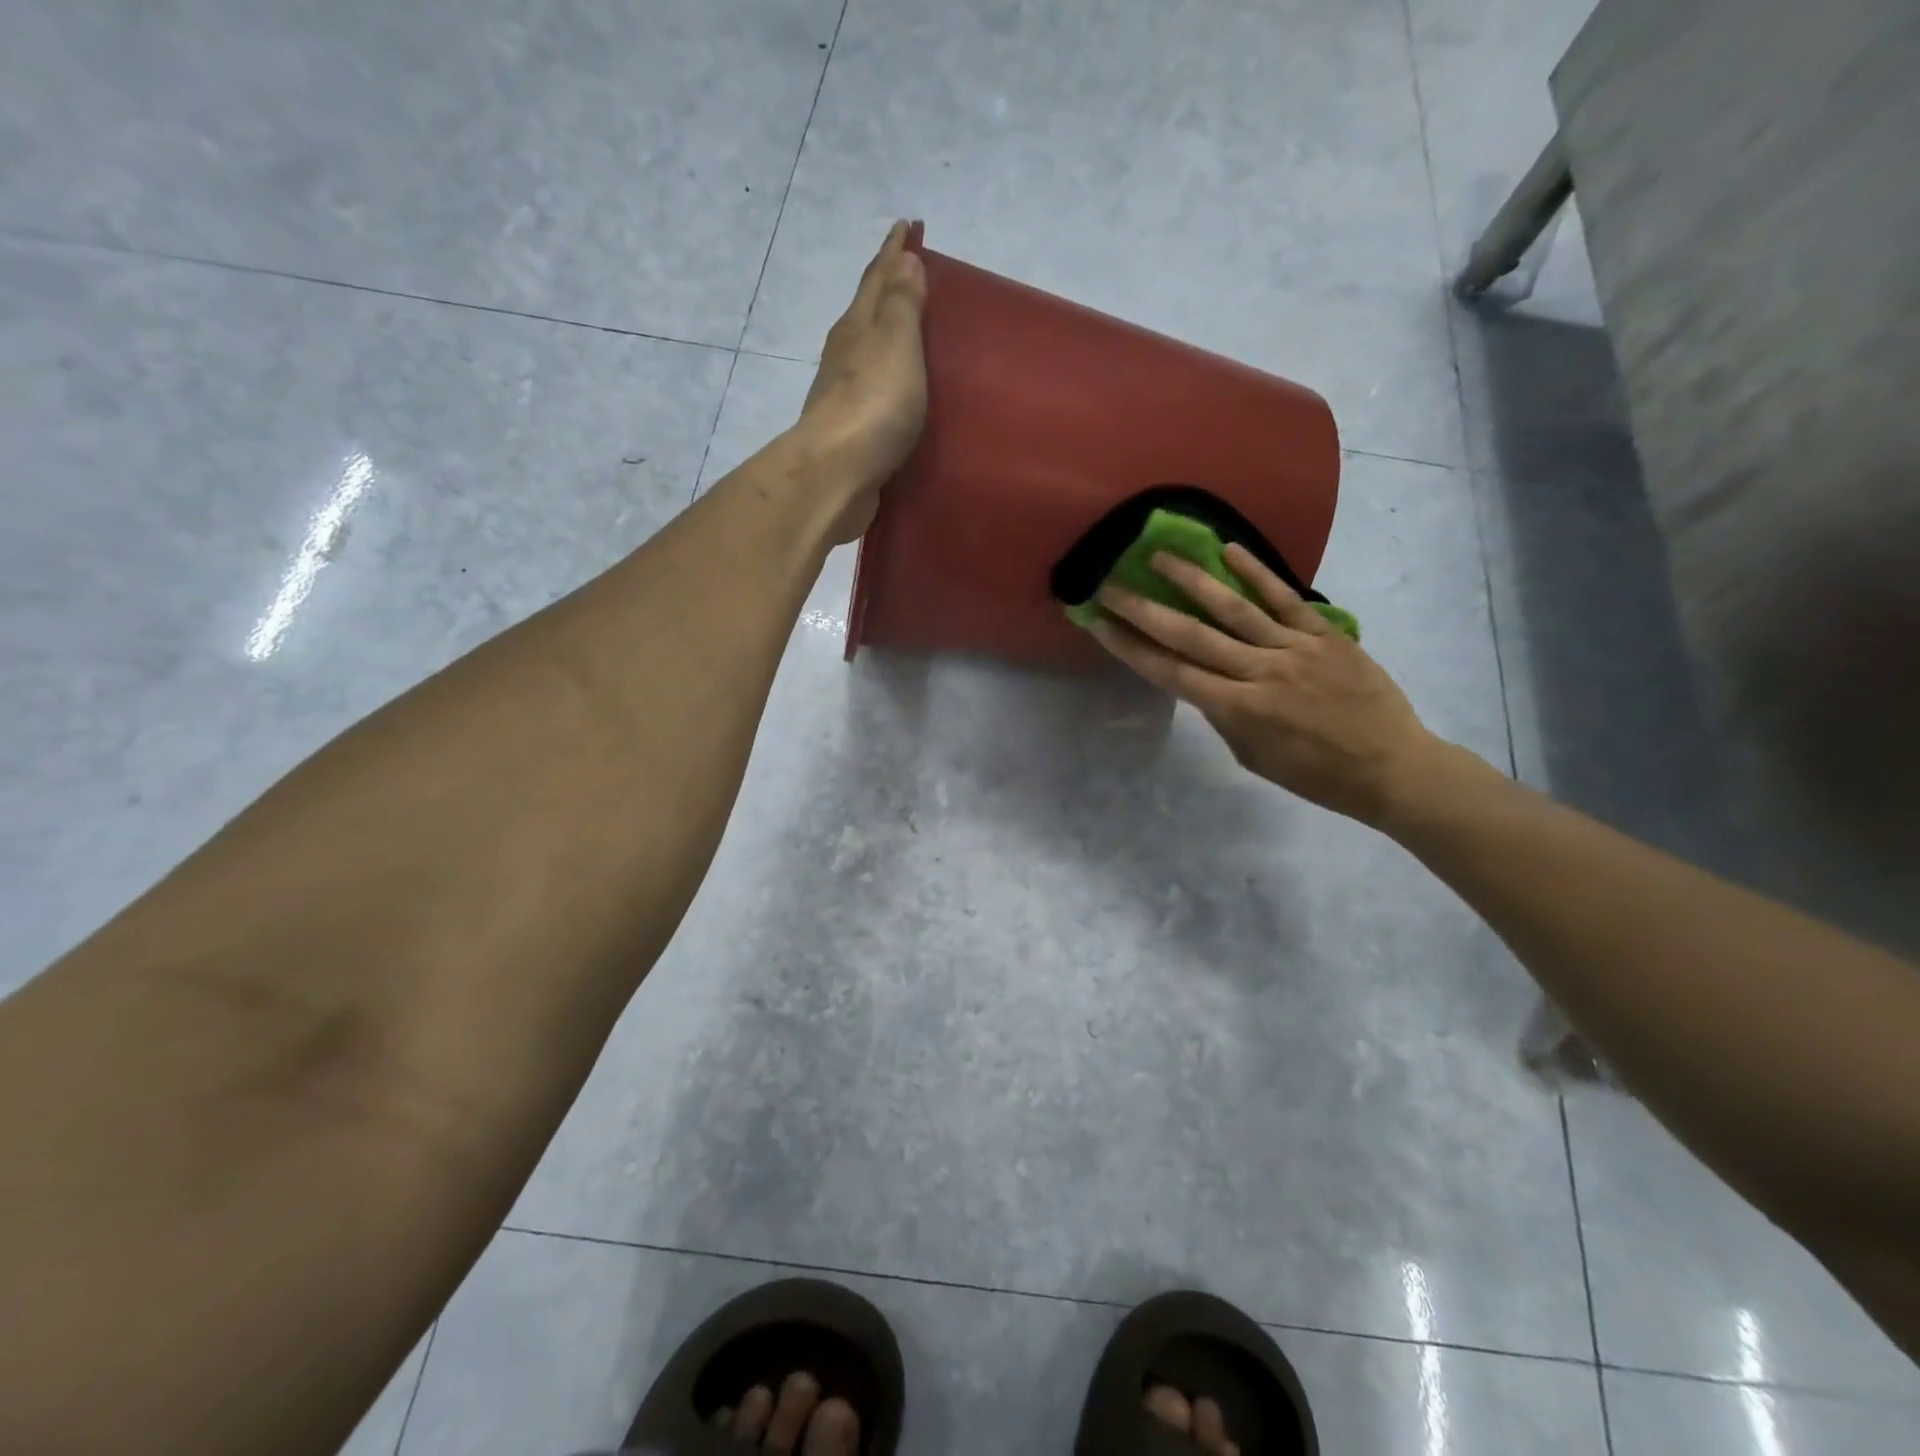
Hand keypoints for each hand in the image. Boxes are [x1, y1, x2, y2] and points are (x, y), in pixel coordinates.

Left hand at [793, 220, 928, 542]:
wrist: (836, 474)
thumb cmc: (873, 404)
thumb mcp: (896, 343)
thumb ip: (902, 304)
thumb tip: (904, 259)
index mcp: (858, 326)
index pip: (878, 278)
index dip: (894, 251)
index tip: (907, 226)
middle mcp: (846, 355)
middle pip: (868, 311)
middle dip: (888, 288)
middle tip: (910, 271)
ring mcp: (845, 395)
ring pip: (868, 352)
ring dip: (885, 335)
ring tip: (908, 329)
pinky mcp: (851, 432)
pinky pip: (874, 391)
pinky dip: (887, 378)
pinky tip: (896, 388)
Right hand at [1091, 543, 1441, 825]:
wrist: (1392, 767)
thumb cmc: (1317, 775)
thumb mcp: (1254, 757)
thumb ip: (1223, 717)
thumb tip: (1201, 682)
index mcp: (1238, 711)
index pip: (1170, 673)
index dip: (1130, 647)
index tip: (1099, 624)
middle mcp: (1259, 673)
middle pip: (1190, 636)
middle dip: (1144, 610)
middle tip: (1111, 585)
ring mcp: (1294, 649)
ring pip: (1233, 609)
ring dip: (1191, 580)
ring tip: (1159, 555)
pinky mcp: (1325, 635)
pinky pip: (1286, 599)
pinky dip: (1257, 573)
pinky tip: (1229, 550)